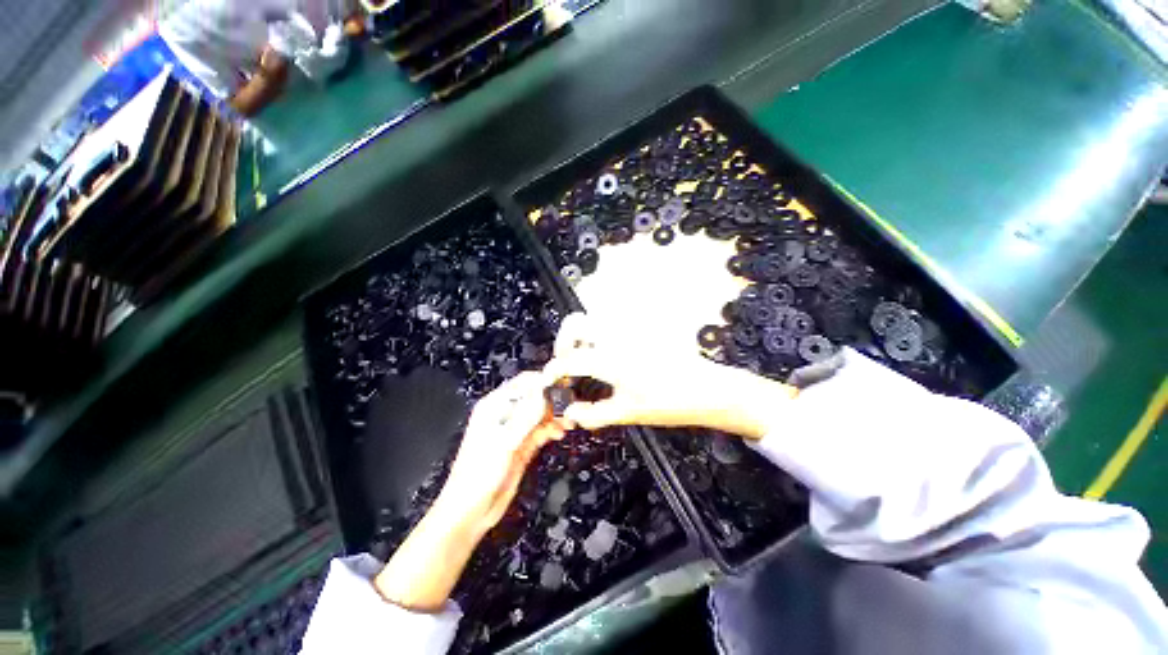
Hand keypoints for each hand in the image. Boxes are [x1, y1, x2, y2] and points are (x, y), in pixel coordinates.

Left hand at [437, 371, 569, 533]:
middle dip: (552, 400)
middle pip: (534, 398)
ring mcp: (515, 431)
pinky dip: (552, 429)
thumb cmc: (478, 474)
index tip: (563, 385)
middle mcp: (506, 415)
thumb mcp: (503, 443)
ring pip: (540, 415)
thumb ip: (525, 417)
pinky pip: (541, 431)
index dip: (542, 382)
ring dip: (555, 416)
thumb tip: (544, 394)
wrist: (471, 511)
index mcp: (494, 406)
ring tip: (568, 422)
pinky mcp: (523, 446)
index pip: (523, 383)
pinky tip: (560, 432)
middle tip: (570, 407)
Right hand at [545, 313, 797, 439]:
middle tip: (565, 364)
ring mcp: (629, 331)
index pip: (569, 358)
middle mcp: (616, 337)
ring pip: (593, 322)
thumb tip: (570, 413)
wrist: (710, 389)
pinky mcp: (640, 331)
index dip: (553, 369)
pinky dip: (598, 339)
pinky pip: (609, 328)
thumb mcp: (629, 413)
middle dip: (563, 342)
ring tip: (583, 363)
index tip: (549, 380)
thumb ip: (594, 414)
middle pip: (576, 324)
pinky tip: (605, 360)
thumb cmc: (672, 402)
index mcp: (610, 358)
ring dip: (580, 338)